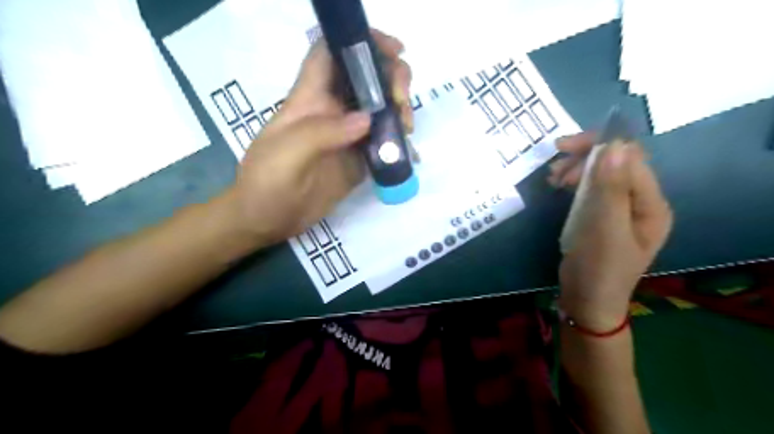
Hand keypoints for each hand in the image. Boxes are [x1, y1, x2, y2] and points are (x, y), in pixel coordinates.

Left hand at [228, 31, 413, 245]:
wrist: (267, 220)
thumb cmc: (266, 184)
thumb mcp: (286, 155)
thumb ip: (322, 134)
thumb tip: (367, 119)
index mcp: (309, 100)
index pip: (329, 54)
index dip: (359, 42)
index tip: (392, 50)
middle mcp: (331, 112)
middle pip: (365, 78)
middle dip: (391, 77)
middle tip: (403, 100)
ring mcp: (347, 137)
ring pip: (379, 108)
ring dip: (399, 110)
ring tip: (406, 129)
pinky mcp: (358, 160)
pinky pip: (383, 143)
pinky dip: (399, 143)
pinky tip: (411, 154)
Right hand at [553, 134, 675, 330]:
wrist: (587, 302)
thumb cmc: (598, 268)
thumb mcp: (603, 228)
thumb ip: (610, 187)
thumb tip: (615, 144)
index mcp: (650, 204)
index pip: (630, 158)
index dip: (598, 146)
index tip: (561, 148)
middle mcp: (640, 202)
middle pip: (616, 163)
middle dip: (584, 159)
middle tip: (553, 170)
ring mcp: (621, 210)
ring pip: (602, 175)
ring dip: (577, 170)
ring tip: (553, 179)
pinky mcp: (603, 217)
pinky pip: (592, 190)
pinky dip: (575, 183)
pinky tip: (560, 187)